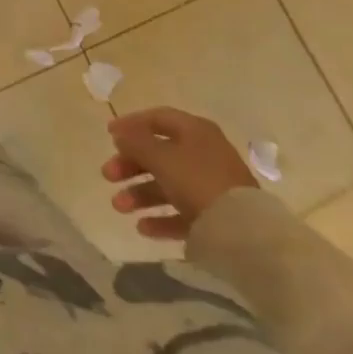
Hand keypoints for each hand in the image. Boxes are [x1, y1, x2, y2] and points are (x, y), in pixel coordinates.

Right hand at [101, 107, 257, 240]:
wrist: (245, 235)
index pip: (158, 118)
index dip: (131, 123)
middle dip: (130, 165)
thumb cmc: (198, 182)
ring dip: (140, 193)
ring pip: (168, 184)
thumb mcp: (161, 157)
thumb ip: (136, 142)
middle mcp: (204, 154)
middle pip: (159, 153)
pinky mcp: (216, 217)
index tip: (108, 135)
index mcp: (195, 131)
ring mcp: (211, 186)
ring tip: (118, 207)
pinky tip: (142, 227)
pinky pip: (182, 212)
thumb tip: (121, 134)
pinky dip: (161, 217)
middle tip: (107, 175)